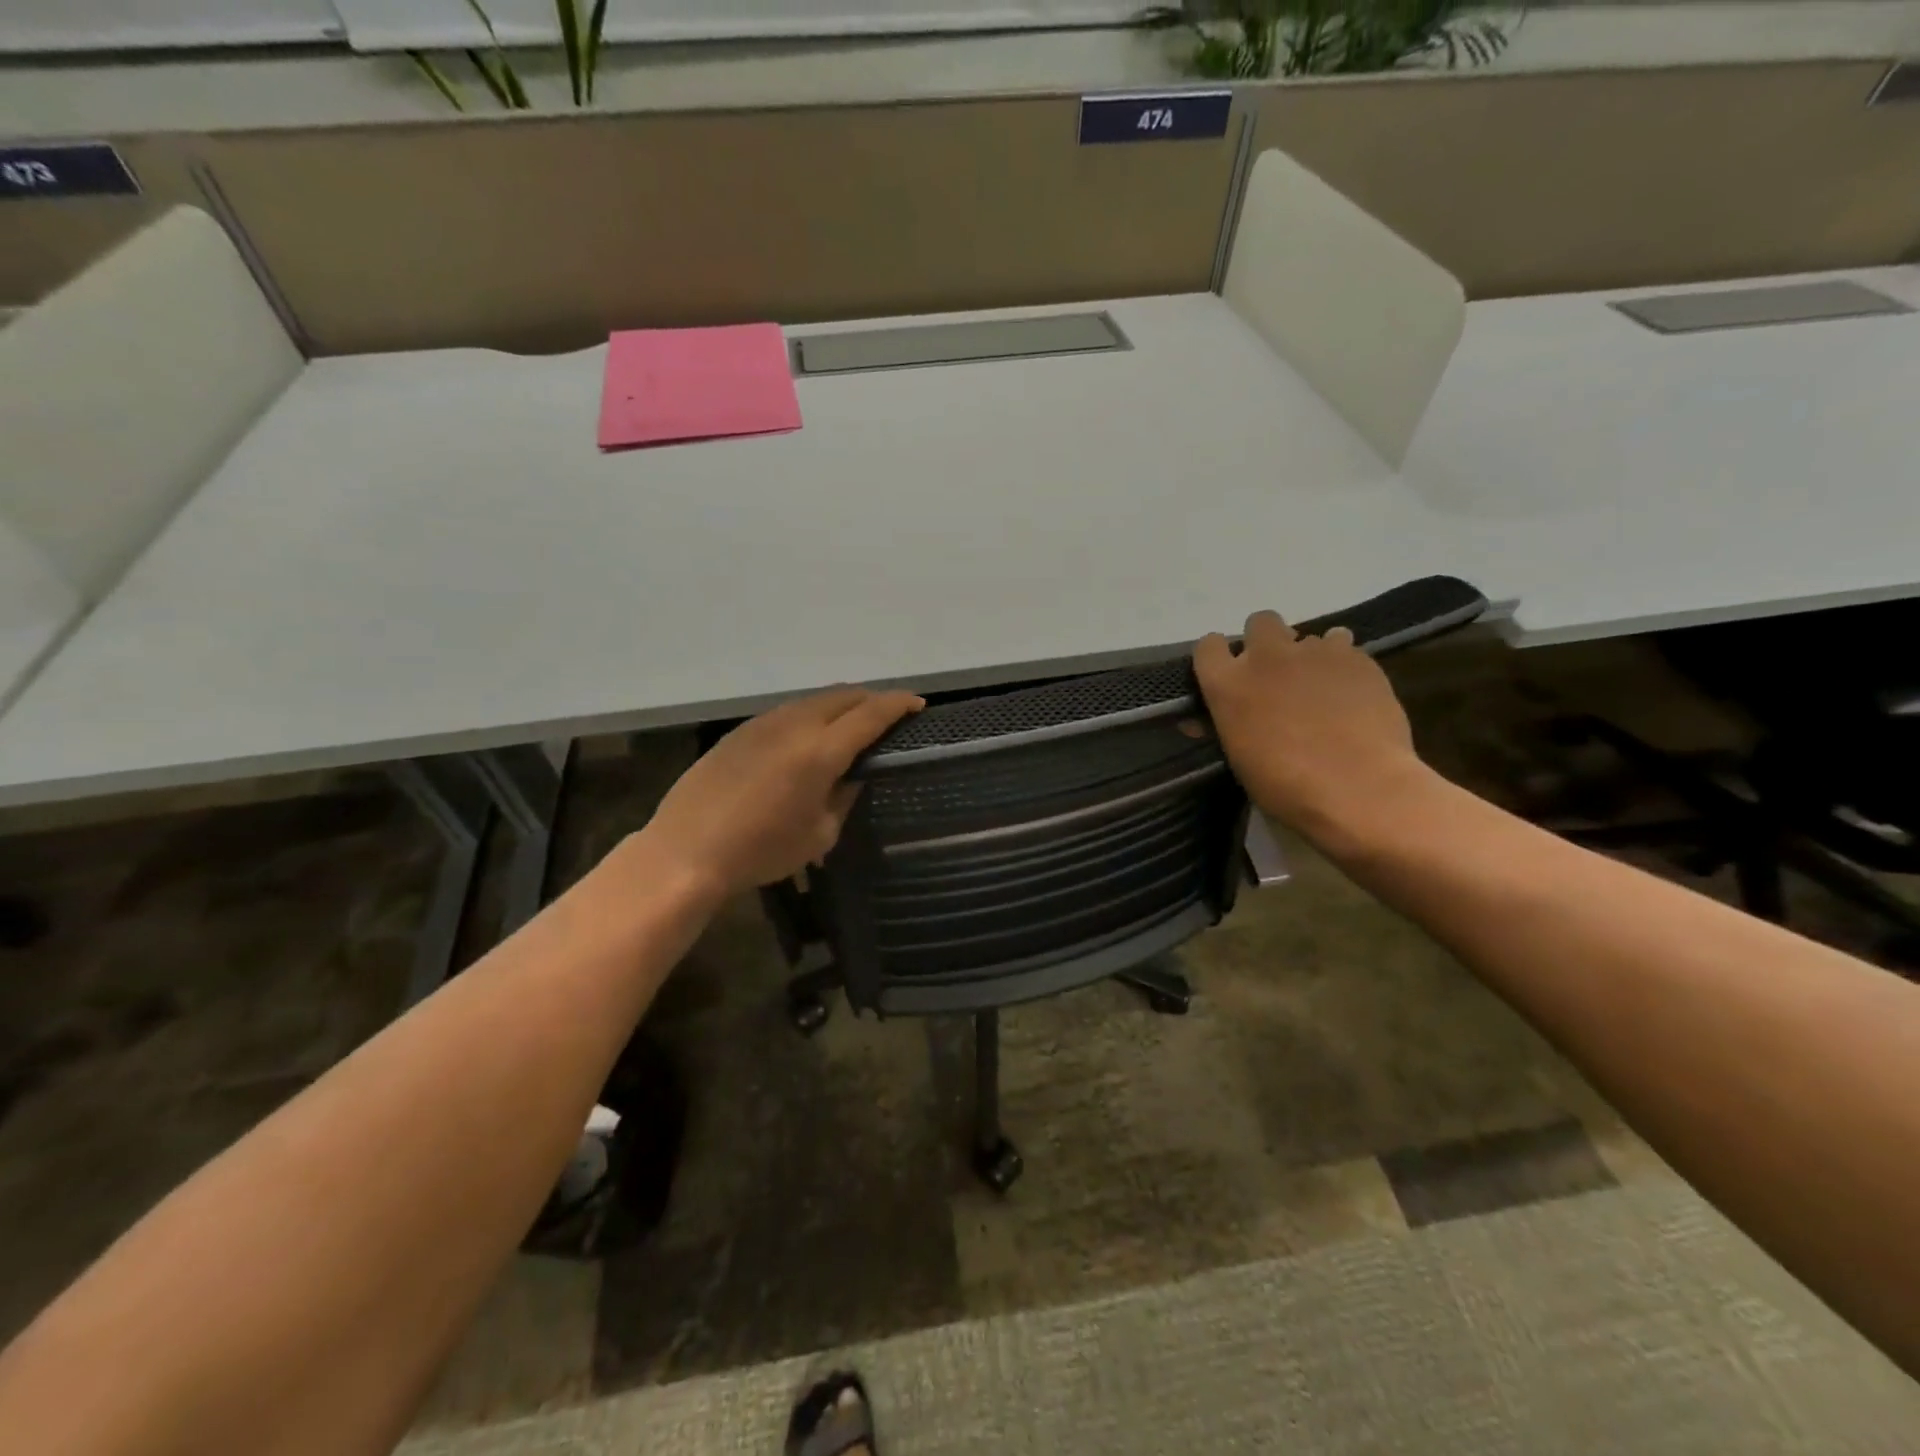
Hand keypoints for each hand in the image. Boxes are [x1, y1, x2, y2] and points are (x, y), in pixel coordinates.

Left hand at [643, 686, 924, 895]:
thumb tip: (853, 776)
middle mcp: (795, 724)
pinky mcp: (740, 732)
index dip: (898, 704)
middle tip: (888, 717)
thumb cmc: (762, 851)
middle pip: (843, 696)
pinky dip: (810, 717)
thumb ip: (844, 796)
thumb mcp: (820, 834)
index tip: (918, 704)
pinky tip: (807, 740)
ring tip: (851, 726)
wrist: (687, 850)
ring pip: (813, 701)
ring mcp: (763, 723)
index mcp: (821, 750)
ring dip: (840, 707)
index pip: (871, 714)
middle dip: (872, 700)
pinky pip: (787, 712)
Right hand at [1193, 611, 1426, 841]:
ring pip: (1309, 636)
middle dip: (1266, 642)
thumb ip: (1226, 723)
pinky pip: (1344, 648)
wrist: (1357, 787)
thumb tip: (1204, 720)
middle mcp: (1266, 656)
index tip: (1229, 674)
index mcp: (1228, 683)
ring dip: (1309, 657)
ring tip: (1322, 689)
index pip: (1208, 646)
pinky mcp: (1357, 657)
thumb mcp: (1238, 756)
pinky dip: (1343, 666)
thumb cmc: (1285, 785)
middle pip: (1260, 622)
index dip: (1219, 656)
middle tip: (1278, 675)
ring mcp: (1314, 652)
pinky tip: (1351, 693)